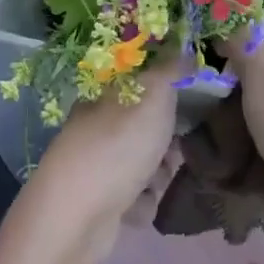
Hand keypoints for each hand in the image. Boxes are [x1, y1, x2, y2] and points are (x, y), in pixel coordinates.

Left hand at [27, 55, 180, 261]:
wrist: (79, 217)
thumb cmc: (119, 144)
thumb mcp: (153, 92)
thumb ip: (172, 67)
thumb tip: (184, 46)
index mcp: (101, 94)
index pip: (137, 82)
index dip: (165, 91)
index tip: (185, 102)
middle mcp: (94, 127)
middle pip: (144, 126)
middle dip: (166, 140)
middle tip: (175, 147)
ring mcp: (94, 166)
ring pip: (143, 163)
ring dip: (158, 174)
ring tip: (156, 181)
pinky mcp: (98, 203)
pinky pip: (134, 197)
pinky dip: (142, 203)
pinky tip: (138, 206)